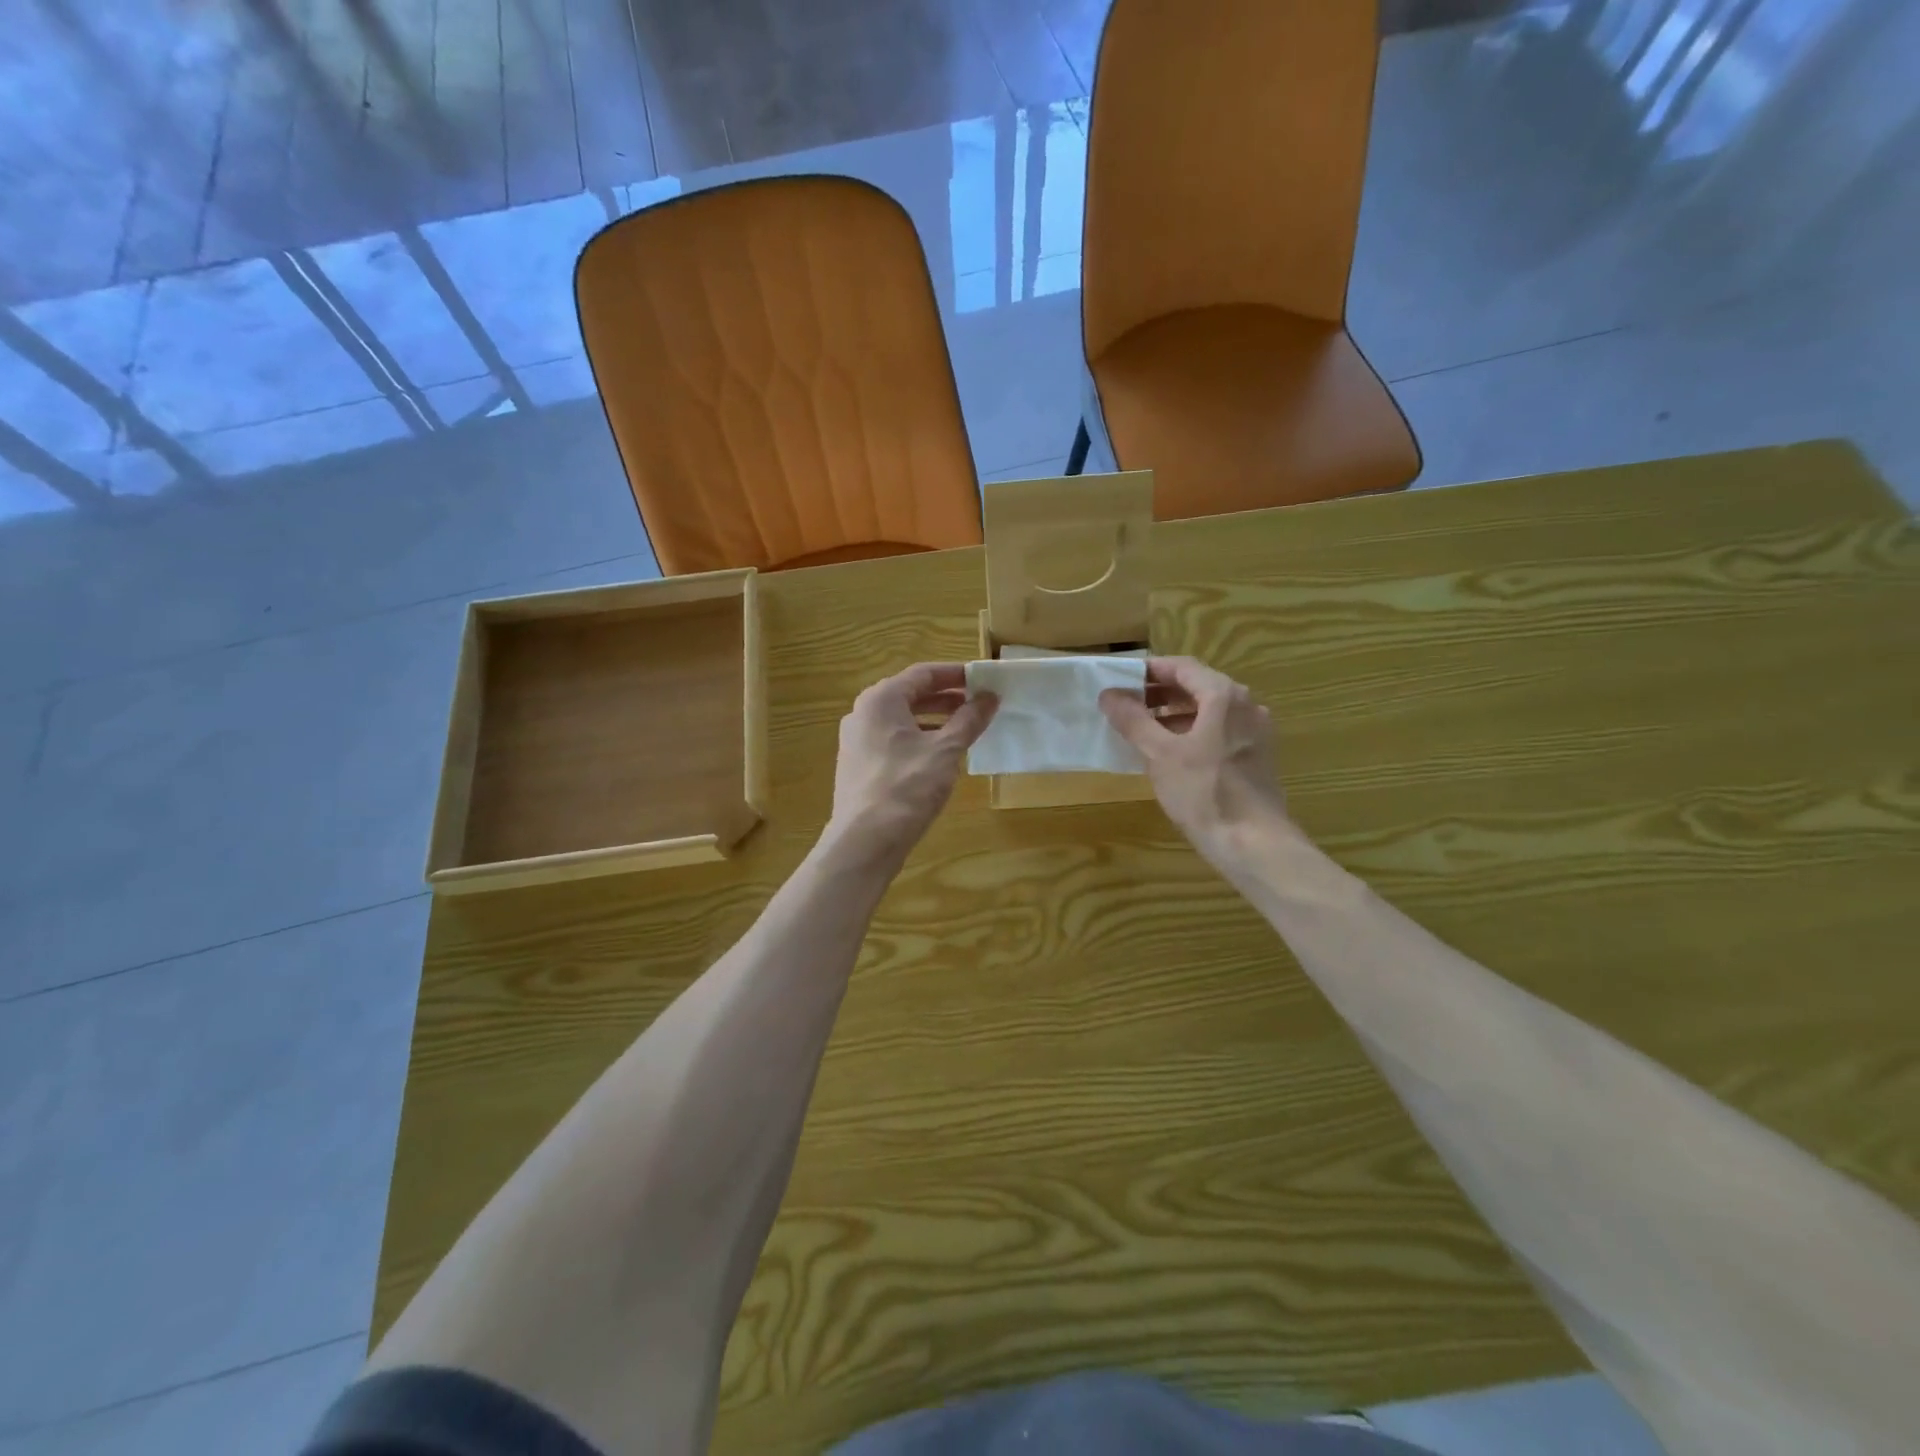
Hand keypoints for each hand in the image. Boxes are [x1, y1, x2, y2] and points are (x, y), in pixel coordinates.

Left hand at [825, 663, 997, 866]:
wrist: (864, 841)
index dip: (956, 674)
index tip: (984, 680)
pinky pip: (893, 741)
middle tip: (980, 704)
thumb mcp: (946, 751)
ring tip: (966, 729)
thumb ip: (969, 720)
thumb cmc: (907, 787)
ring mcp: (857, 741)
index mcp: (881, 699)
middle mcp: (863, 713)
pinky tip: (941, 757)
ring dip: (935, 720)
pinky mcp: (859, 765)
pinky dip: (919, 740)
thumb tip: (990, 696)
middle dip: (947, 698)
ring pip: (902, 720)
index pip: (923, 673)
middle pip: (911, 694)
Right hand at [1100, 657, 1290, 864]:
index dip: (1149, 670)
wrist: (1254, 843)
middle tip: (1126, 705)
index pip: (1182, 667)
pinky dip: (1193, 732)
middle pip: (1198, 686)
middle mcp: (1245, 705)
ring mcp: (1255, 731)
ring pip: (1210, 710)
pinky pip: (1220, 731)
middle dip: (1160, 693)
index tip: (1120, 681)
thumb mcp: (1160, 754)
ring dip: (1175, 713)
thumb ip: (1133, 720)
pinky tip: (1171, 754)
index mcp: (1223, 696)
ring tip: (1142, 730)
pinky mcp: (1256, 756)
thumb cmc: (1204, 792)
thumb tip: (1109, 694)